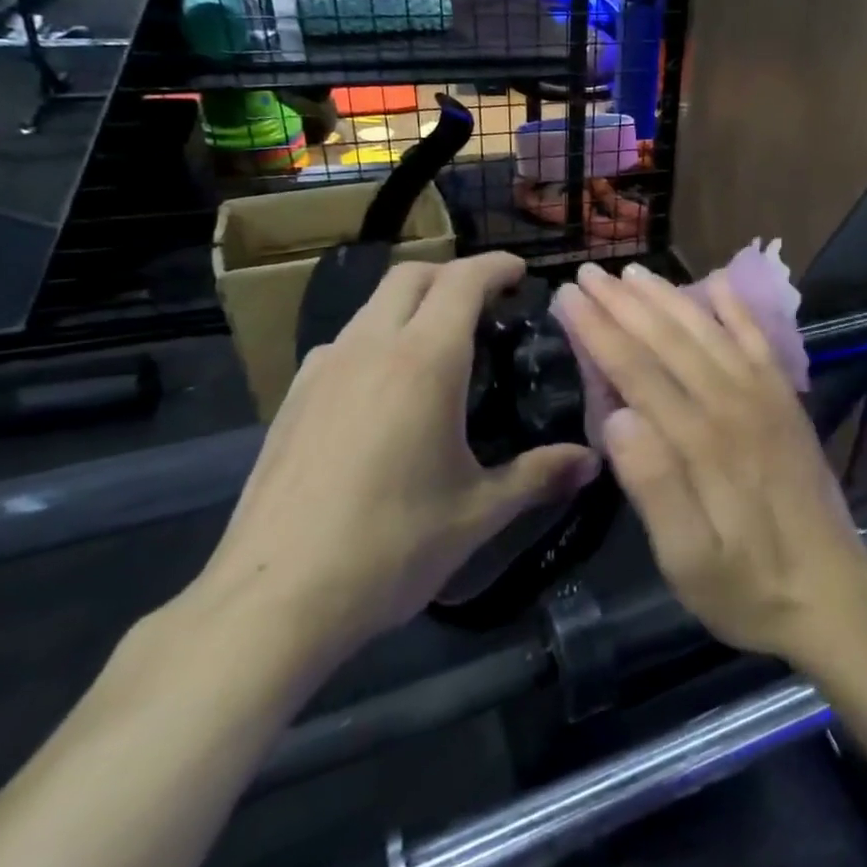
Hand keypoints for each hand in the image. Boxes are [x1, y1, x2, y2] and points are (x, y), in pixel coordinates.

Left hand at [192, 254, 599, 672]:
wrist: (274, 599)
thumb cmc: (392, 546)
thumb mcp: (479, 511)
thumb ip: (539, 475)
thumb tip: (592, 462)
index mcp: (424, 362)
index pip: (462, 282)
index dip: (495, 267)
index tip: (521, 273)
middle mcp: (369, 349)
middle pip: (410, 276)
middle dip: (452, 274)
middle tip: (486, 302)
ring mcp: (321, 371)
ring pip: (371, 307)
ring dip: (411, 305)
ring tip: (440, 345)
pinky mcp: (291, 400)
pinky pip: (343, 344)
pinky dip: (376, 339)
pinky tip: (386, 390)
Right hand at [553, 262, 866, 666]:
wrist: (832, 595)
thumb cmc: (748, 587)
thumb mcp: (687, 561)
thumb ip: (654, 488)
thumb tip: (617, 417)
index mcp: (702, 441)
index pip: (638, 371)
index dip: (599, 331)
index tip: (568, 298)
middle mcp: (734, 404)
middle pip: (670, 340)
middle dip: (624, 303)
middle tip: (588, 272)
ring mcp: (766, 398)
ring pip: (709, 332)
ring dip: (669, 299)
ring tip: (634, 274)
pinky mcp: (787, 402)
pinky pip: (760, 342)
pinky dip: (738, 310)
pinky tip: (718, 284)